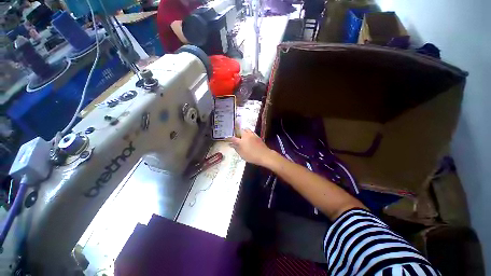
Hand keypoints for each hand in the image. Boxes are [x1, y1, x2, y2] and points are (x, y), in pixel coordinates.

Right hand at [227, 129, 273, 166]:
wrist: (264, 155)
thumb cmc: (252, 156)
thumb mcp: (242, 154)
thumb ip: (236, 148)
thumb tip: (231, 144)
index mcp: (241, 141)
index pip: (233, 138)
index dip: (229, 138)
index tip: (227, 139)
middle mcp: (246, 136)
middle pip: (240, 130)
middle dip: (238, 132)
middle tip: (237, 137)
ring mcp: (252, 135)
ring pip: (246, 129)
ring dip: (244, 131)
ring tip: (243, 136)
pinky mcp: (257, 136)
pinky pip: (251, 132)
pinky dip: (249, 133)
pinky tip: (249, 137)